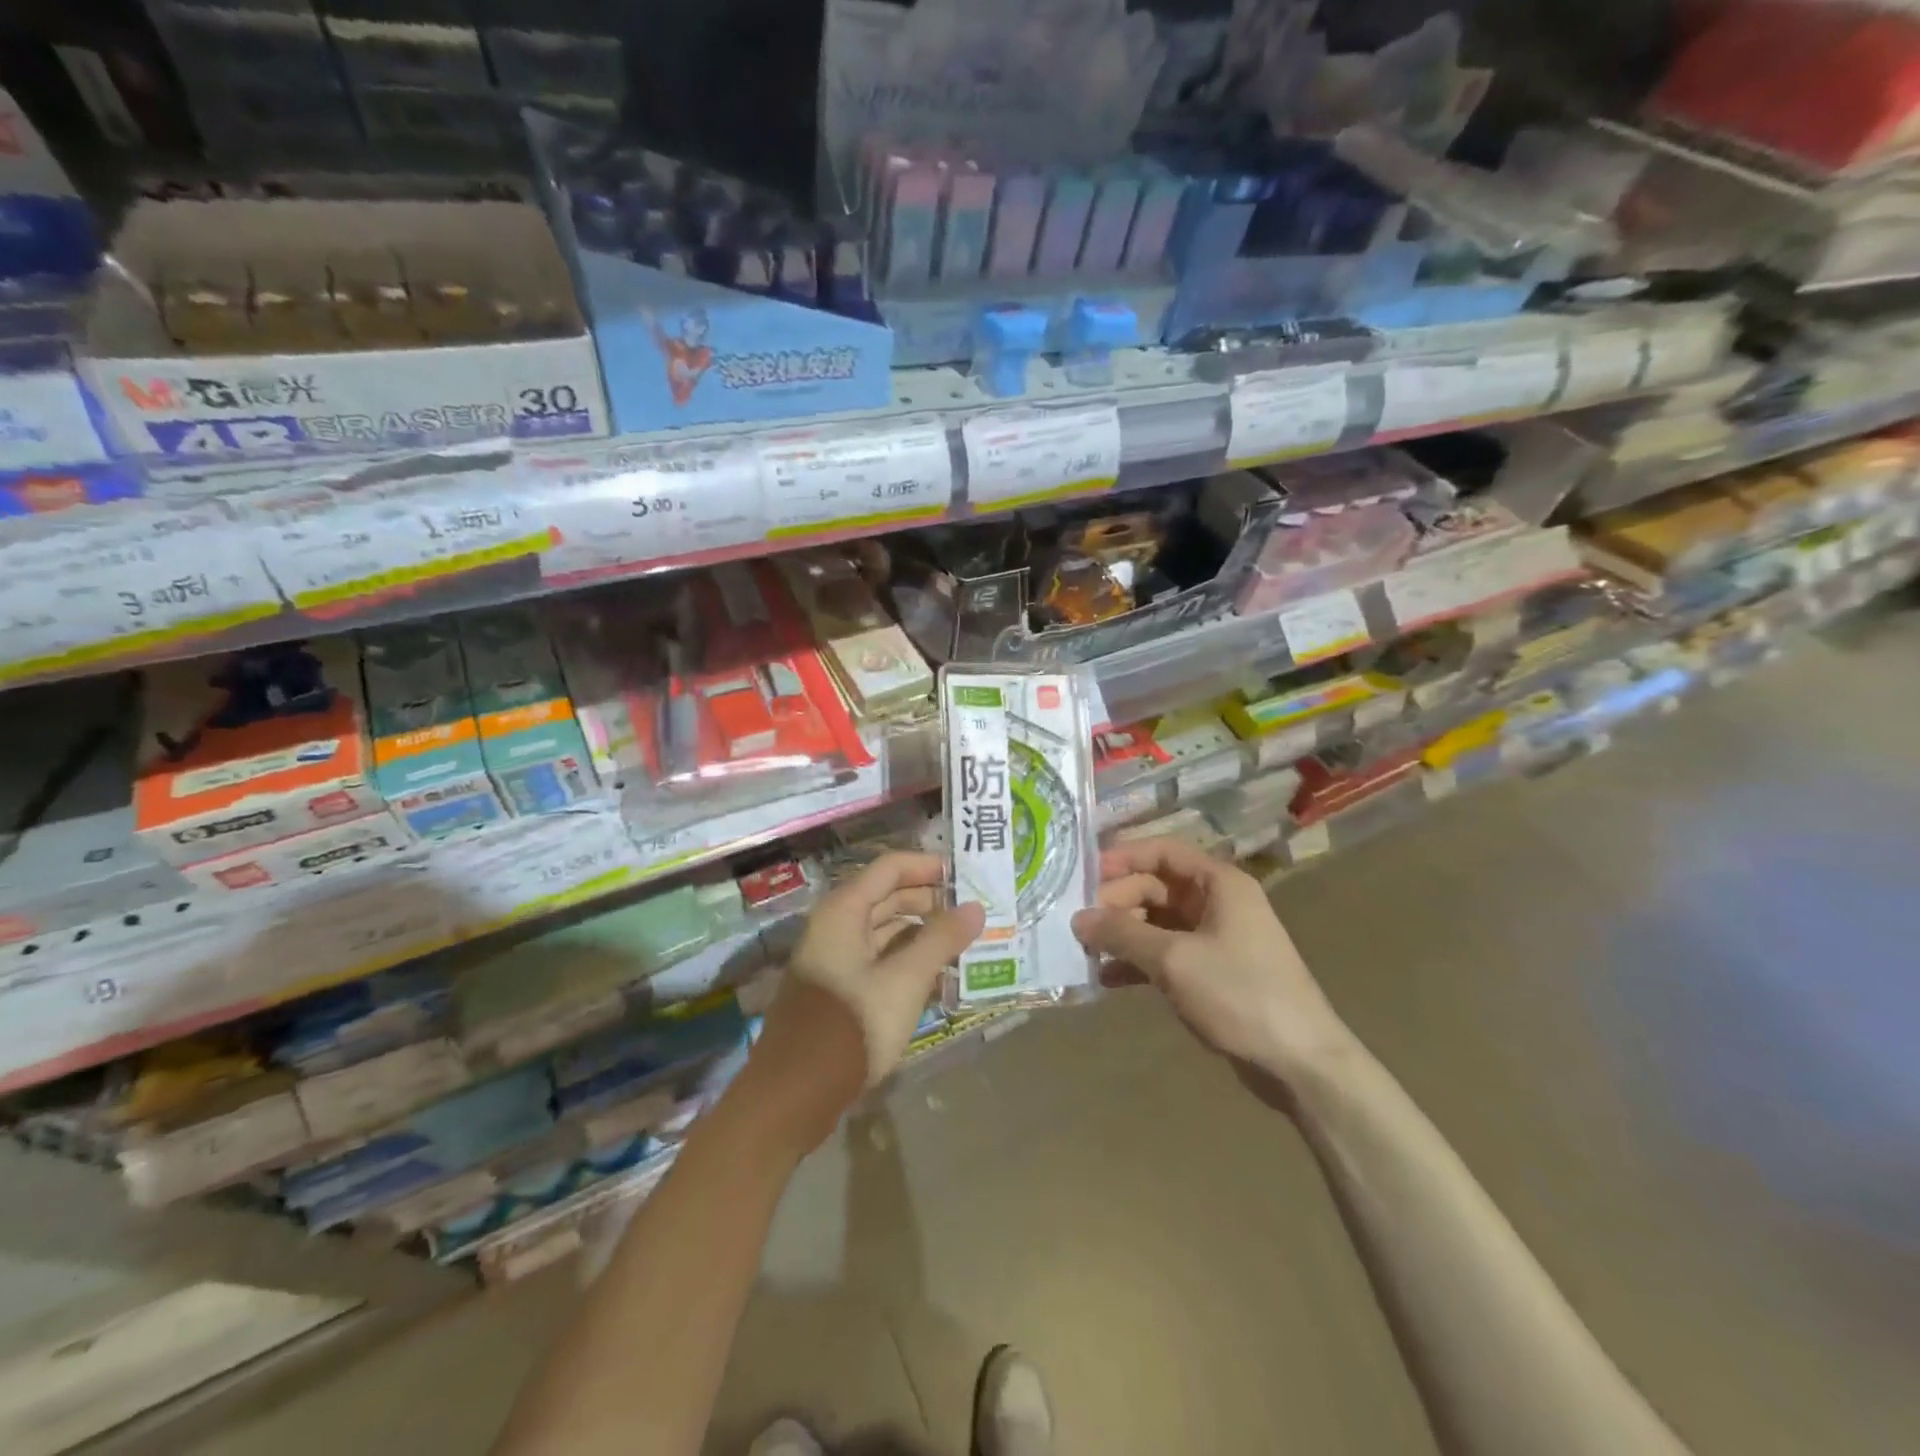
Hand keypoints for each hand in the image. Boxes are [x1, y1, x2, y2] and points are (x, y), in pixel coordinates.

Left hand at [751, 853, 983, 1143]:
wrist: (796, 1093)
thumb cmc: (852, 1026)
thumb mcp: (905, 980)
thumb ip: (941, 940)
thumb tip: (975, 908)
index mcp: (843, 911)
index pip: (891, 867)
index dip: (928, 867)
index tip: (967, 876)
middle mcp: (836, 925)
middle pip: (888, 896)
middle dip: (931, 901)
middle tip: (973, 912)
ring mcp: (835, 957)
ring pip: (885, 929)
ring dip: (922, 932)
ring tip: (964, 941)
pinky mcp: (840, 987)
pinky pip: (879, 957)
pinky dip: (908, 958)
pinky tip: (940, 973)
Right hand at [1073, 837, 1352, 1082]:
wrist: (1299, 1063)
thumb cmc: (1239, 994)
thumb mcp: (1174, 959)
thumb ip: (1122, 934)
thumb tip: (1078, 919)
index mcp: (1219, 883)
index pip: (1162, 851)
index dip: (1122, 857)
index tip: (1082, 874)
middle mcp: (1217, 902)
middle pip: (1156, 887)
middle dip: (1116, 902)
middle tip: (1079, 924)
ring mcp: (1215, 939)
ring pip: (1157, 922)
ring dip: (1123, 934)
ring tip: (1085, 951)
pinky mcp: (1211, 972)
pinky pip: (1165, 954)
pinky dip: (1137, 962)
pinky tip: (1107, 979)